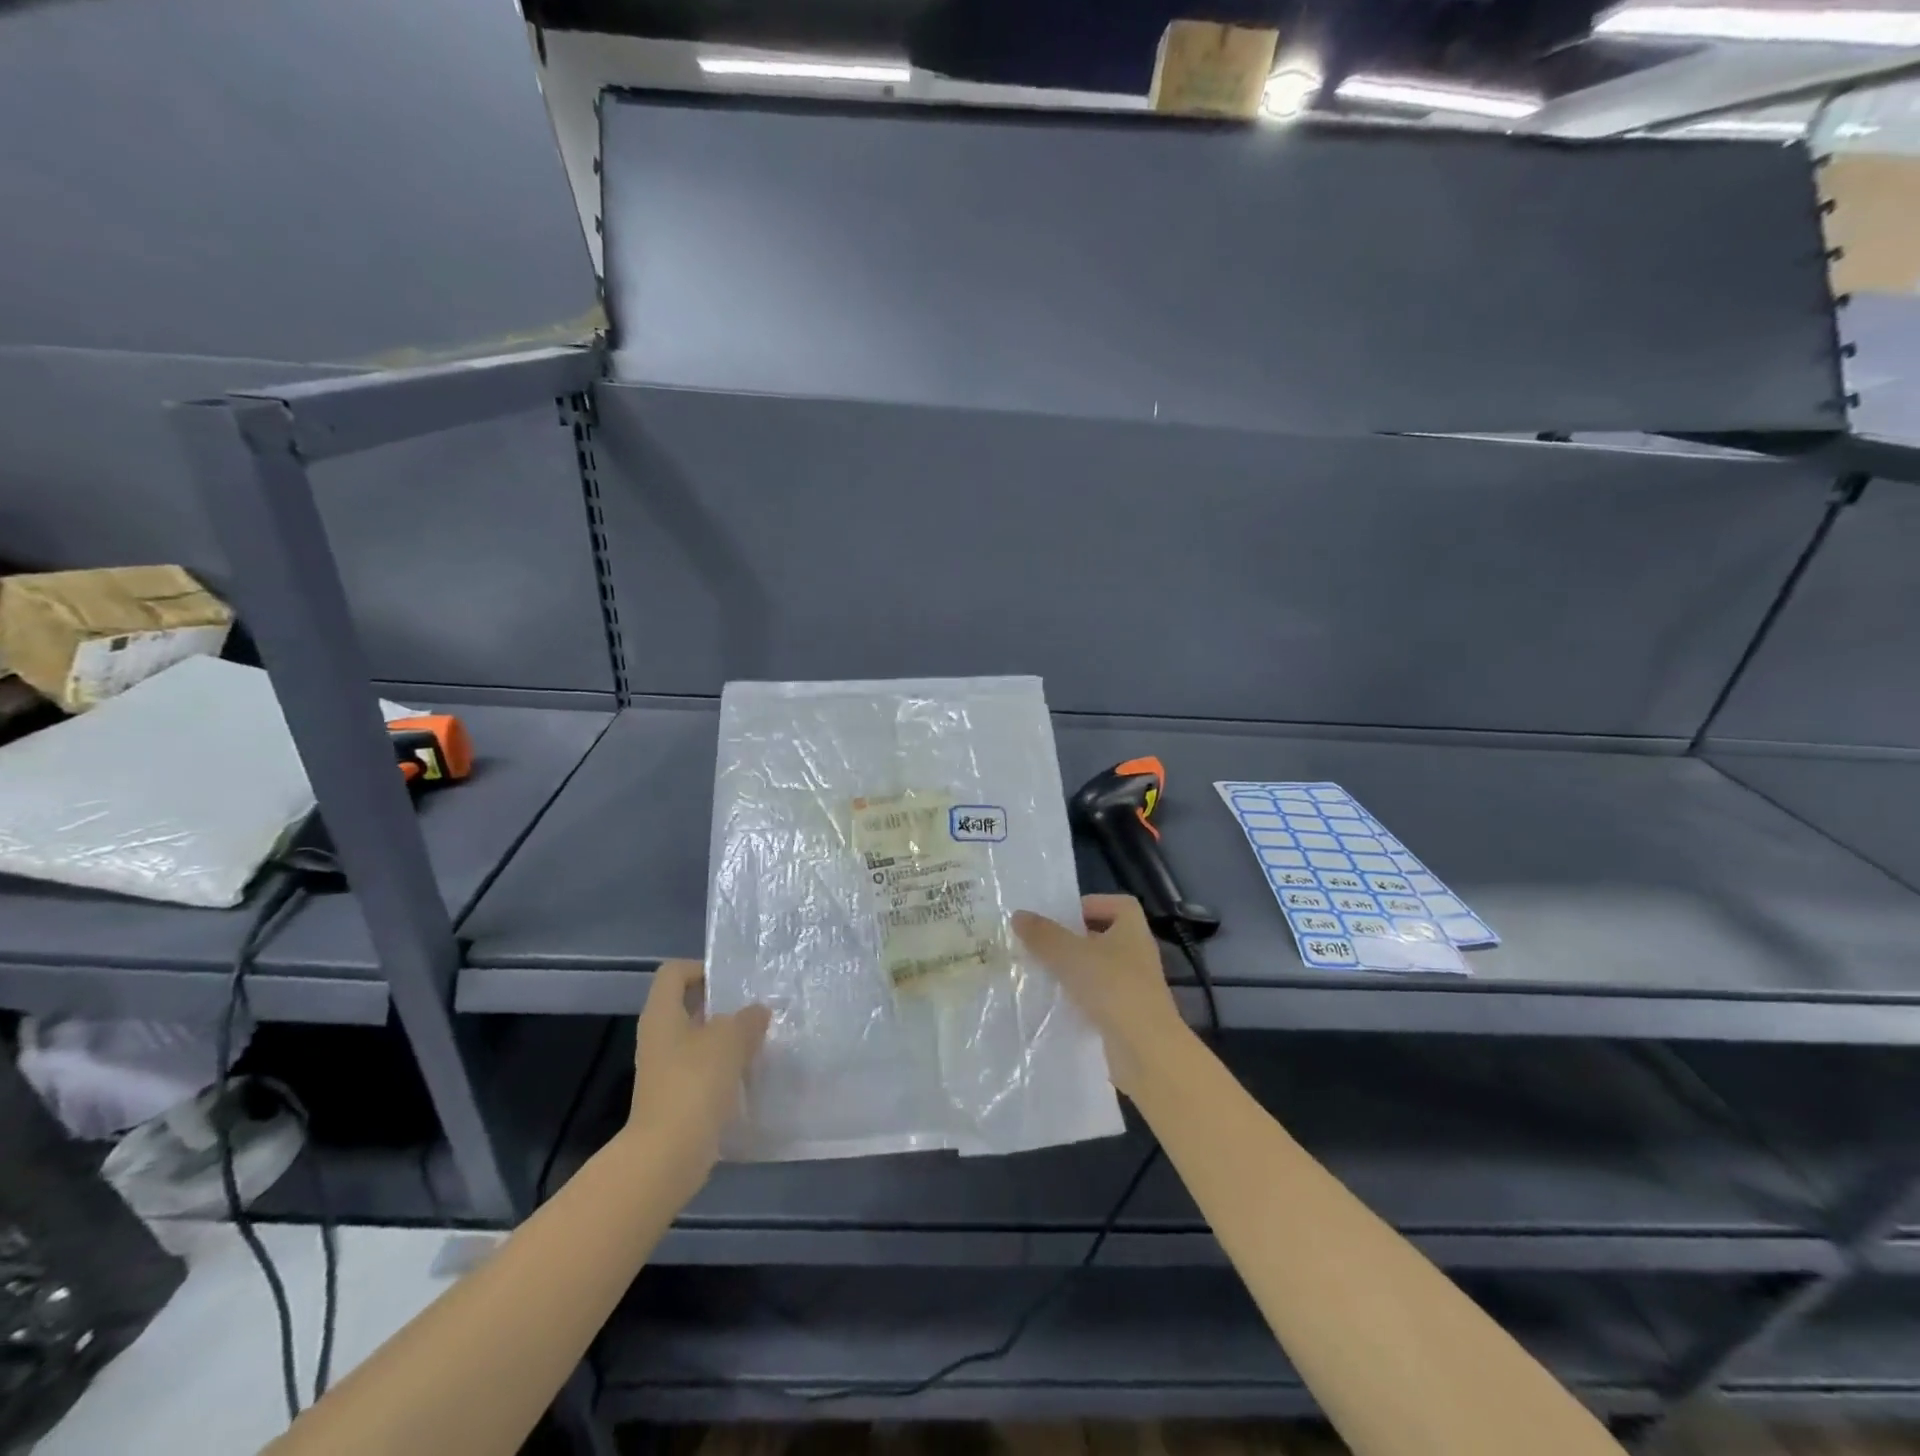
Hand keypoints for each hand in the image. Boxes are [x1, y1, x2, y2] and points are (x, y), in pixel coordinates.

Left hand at [624, 960, 769, 1191]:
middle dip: (723, 1006)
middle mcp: (659, 1037)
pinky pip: (703, 1071)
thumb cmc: (694, 1083)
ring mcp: (665, 1070)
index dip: (701, 968)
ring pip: (699, 1041)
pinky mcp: (676, 1098)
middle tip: (757, 1009)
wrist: (668, 1155)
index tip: (733, 981)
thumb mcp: (730, 1039)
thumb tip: (757, 1012)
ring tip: (761, 1041)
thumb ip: (748, 1019)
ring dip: (728, 1040)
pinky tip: (751, 1075)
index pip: (674, 973)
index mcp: (663, 1014)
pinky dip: (726, 1069)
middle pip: (689, 1006)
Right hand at [1012, 895, 1190, 1098]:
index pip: (1119, 904)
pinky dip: (1080, 999)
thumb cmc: (1112, 987)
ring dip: (1075, 970)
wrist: (1145, 1050)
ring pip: (1100, 969)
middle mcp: (1138, 954)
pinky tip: (1057, 1005)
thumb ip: (1043, 934)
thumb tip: (1019, 915)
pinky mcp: (1128, 1016)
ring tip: (1043, 973)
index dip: (1092, 904)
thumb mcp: (1069, 954)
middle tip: (1043, 944)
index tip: (1063, 916)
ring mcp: (1135, 987)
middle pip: (1105, 936)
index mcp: (1133, 930)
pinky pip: (1100, 998)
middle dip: (1075, 939)